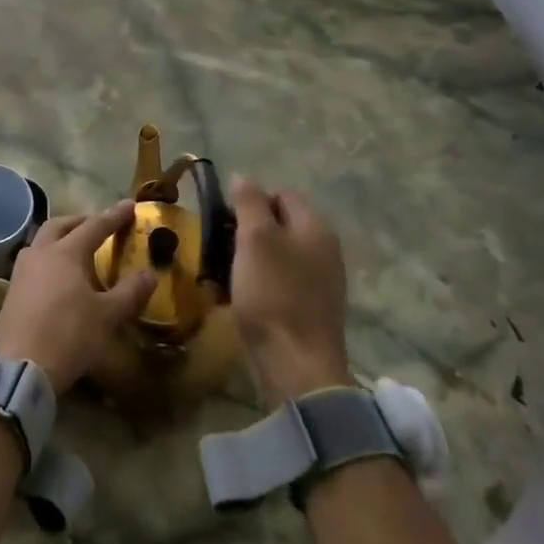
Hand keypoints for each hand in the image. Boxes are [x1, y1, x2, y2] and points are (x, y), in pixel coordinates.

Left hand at [0, 204, 156, 392]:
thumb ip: (129, 293)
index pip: (95, 226)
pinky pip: (33, 261)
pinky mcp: (12, 291)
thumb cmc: (68, 335)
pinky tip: (55, 275)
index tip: (130, 205)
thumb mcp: (107, 317)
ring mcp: (22, 271)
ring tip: (75, 248)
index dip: (114, 216)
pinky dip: (48, 257)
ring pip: (41, 241)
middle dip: (81, 221)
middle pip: (60, 225)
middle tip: (98, 224)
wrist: (19, 366)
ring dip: (60, 237)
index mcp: (66, 252)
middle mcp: (41, 253)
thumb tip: (150, 274)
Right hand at [229, 176, 353, 404]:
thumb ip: (249, 203)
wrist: (297, 366)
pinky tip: (237, 299)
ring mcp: (321, 282)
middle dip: (246, 232)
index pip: (282, 194)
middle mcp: (324, 249)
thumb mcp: (254, 239)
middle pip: (279, 225)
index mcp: (315, 227)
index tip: (224, 220)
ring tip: (221, 275)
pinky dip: (258, 285)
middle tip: (218, 247)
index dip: (251, 201)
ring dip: (247, 261)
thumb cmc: (272, 294)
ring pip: (277, 256)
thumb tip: (243, 177)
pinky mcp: (311, 310)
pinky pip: (279, 284)